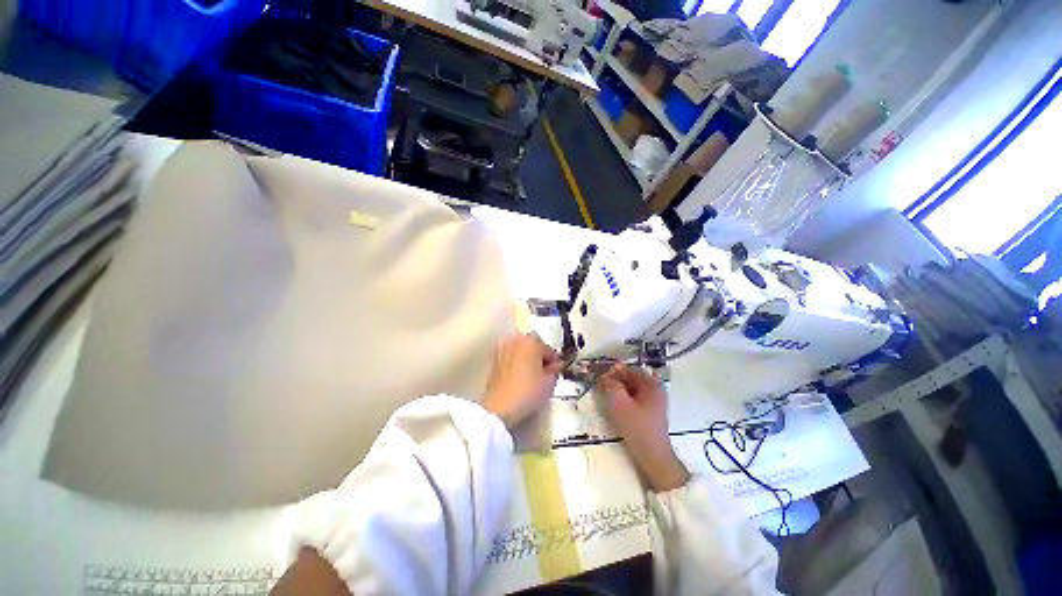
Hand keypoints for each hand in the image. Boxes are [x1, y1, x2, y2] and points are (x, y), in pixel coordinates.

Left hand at [482, 333, 562, 428]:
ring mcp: (503, 349)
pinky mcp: (494, 360)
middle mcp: (516, 341)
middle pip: (533, 344)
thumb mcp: (549, 382)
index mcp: (531, 342)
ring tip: (532, 373)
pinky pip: (510, 355)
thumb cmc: (526, 392)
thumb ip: (555, 370)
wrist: (500, 407)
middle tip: (544, 370)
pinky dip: (516, 361)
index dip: (554, 360)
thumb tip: (555, 365)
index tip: (556, 370)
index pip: (548, 349)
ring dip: (527, 356)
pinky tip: (520, 375)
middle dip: (539, 354)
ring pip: (520, 348)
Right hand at [599, 365, 688, 491]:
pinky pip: (633, 398)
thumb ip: (611, 386)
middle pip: (630, 378)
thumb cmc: (637, 429)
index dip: (612, 371)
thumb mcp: (620, 404)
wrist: (653, 457)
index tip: (599, 376)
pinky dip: (623, 398)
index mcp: (651, 384)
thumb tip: (605, 375)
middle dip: (614, 380)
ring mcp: (654, 401)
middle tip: (600, 386)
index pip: (628, 369)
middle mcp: (655, 389)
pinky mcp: (650, 412)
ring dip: (617, 389)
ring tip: (605, 395)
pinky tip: (614, 405)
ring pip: (631, 389)